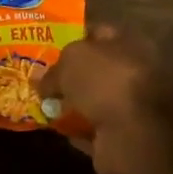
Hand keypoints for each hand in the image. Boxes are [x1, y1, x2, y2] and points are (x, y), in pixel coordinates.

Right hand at [42, 27, 172, 173]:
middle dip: (68, 75)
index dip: (72, 36)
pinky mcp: (118, 140)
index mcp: (127, 45)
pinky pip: (89, 132)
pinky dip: (73, 131)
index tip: (46, 43)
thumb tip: (41, 82)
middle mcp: (129, 75)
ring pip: (91, 103)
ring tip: (39, 103)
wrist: (135, 133)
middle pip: (93, 71)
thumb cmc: (107, 81)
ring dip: (70, 105)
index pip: (98, 33)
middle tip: (37, 77)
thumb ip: (55, 68)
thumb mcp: (72, 60)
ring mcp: (126, 110)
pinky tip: (52, 128)